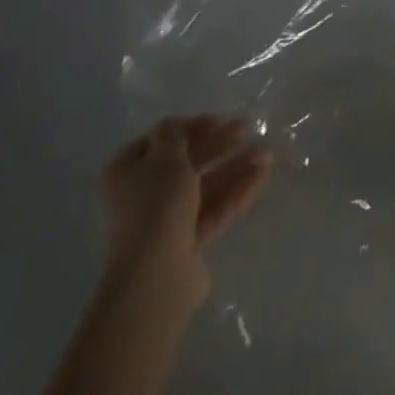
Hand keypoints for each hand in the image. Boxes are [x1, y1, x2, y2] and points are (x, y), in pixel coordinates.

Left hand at [101, 115, 269, 307]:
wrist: (157, 275)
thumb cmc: (156, 206)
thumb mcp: (165, 158)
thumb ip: (174, 133)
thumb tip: (175, 124)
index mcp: (127, 171)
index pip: (160, 140)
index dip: (190, 127)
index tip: (219, 119)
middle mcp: (143, 194)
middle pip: (186, 161)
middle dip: (219, 144)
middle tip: (248, 128)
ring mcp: (167, 219)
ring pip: (206, 185)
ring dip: (234, 166)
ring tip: (267, 152)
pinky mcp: (189, 239)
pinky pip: (216, 207)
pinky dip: (238, 190)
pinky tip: (264, 173)